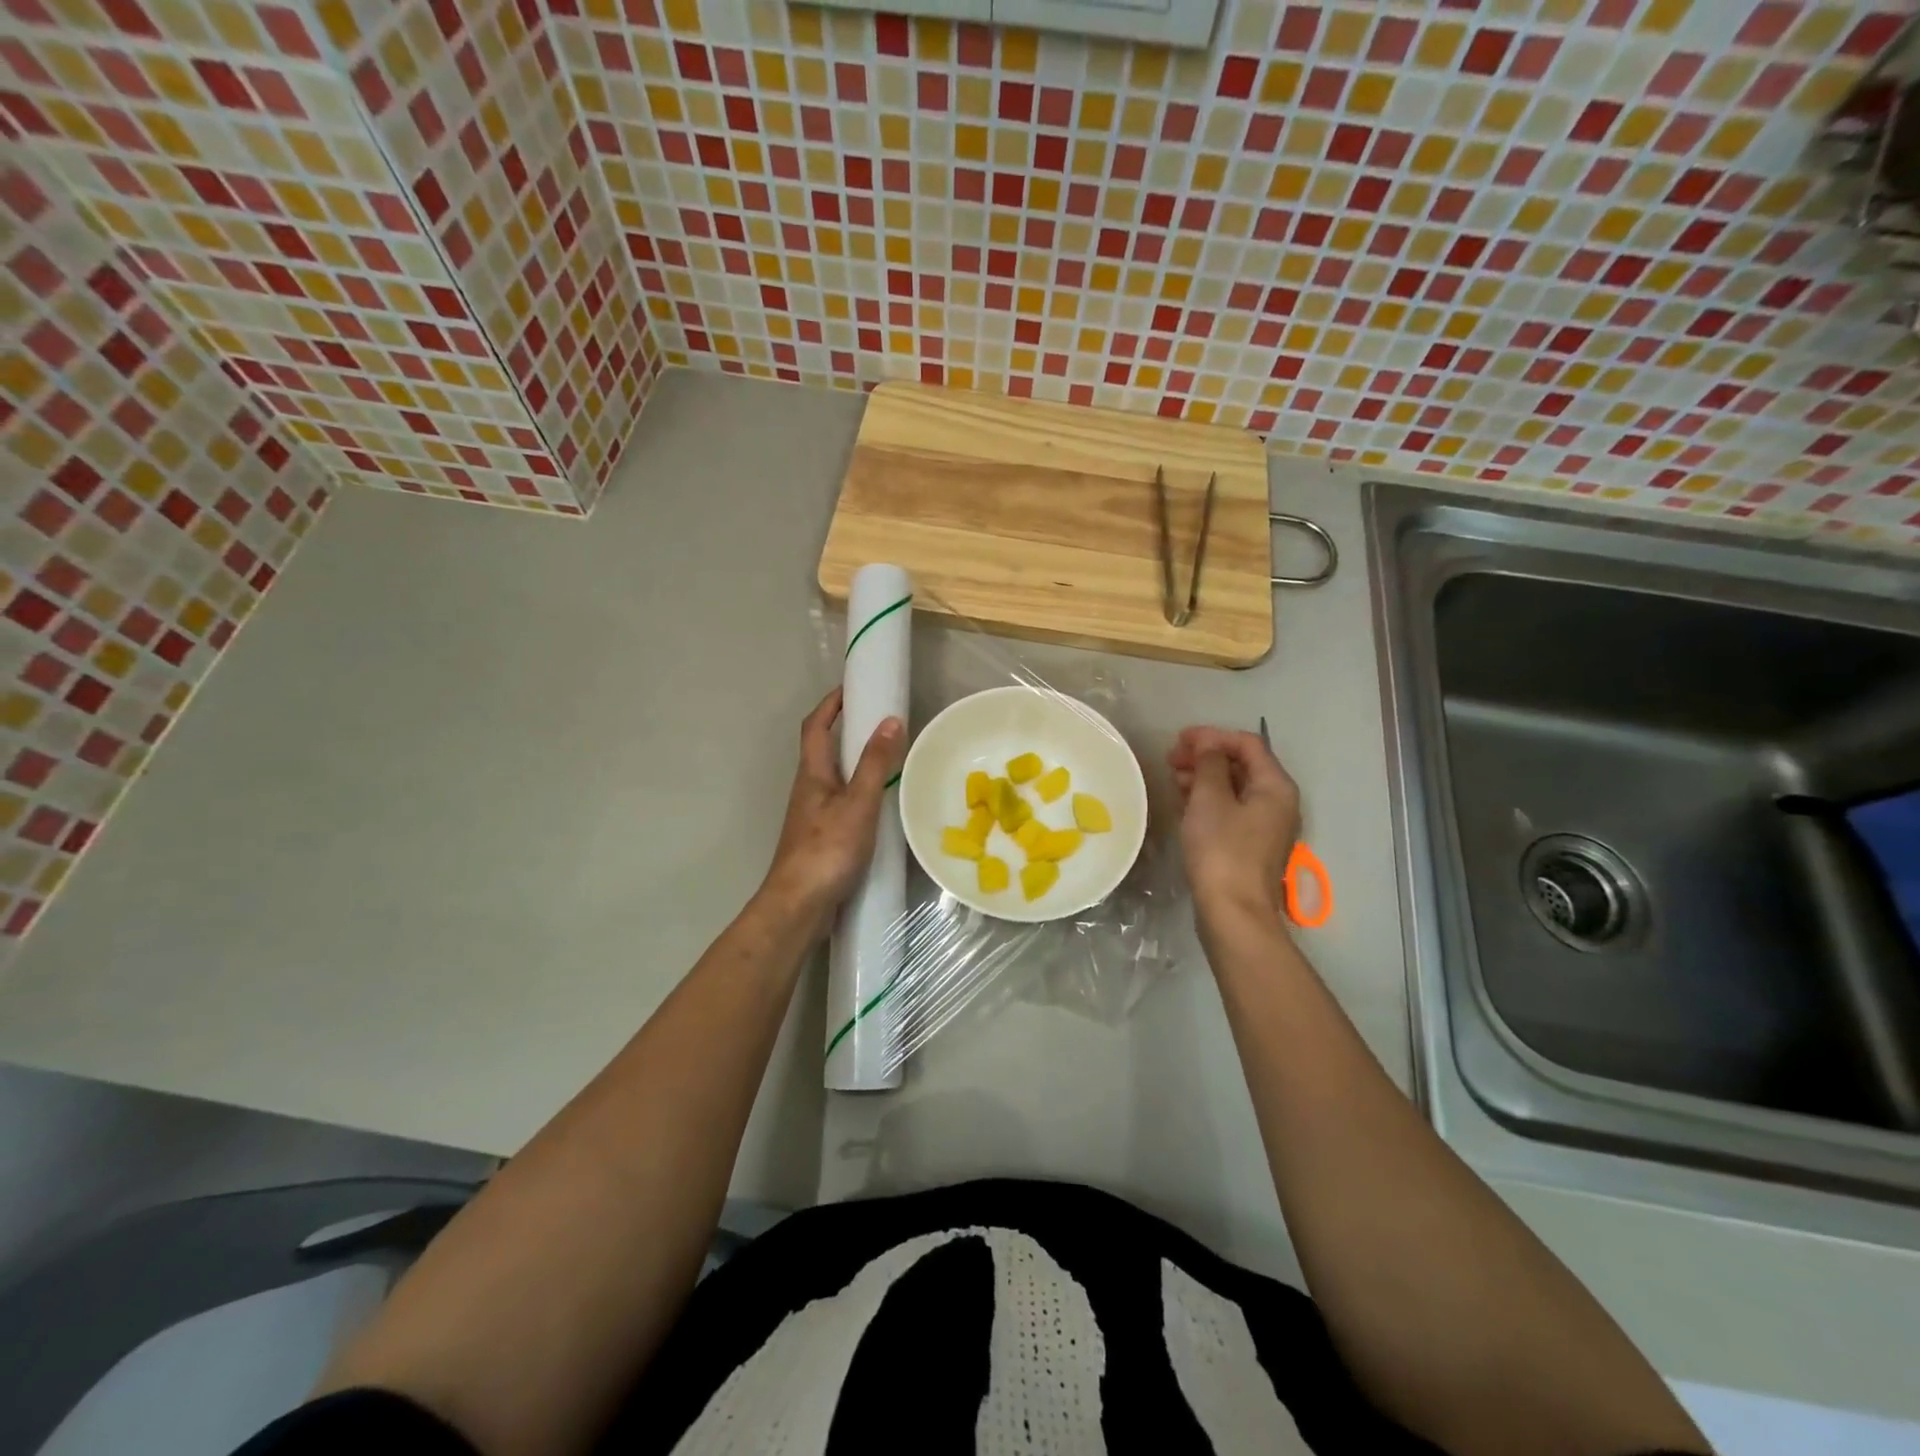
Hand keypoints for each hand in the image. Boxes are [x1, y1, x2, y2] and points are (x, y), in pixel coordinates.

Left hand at [762, 688, 904, 924]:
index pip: (816, 727)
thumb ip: (875, 764)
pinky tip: (880, 805)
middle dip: (846, 730)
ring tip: (887, 758)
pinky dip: (859, 791)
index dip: (831, 704)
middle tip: (879, 721)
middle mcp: (808, 789)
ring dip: (854, 761)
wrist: (799, 906)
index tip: (852, 688)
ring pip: (833, 777)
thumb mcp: (858, 803)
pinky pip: (841, 802)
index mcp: (812, 774)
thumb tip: (890, 720)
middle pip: (823, 750)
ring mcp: (812, 815)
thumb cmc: (827, 849)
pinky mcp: (820, 838)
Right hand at [1169, 726, 1300, 923]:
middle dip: (1206, 756)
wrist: (1233, 912)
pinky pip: (1229, 809)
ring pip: (1234, 787)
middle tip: (1171, 759)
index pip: (1247, 744)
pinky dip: (1208, 799)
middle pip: (1242, 765)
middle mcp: (1277, 802)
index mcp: (1275, 786)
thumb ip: (1209, 764)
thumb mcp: (1210, 799)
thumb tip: (1207, 742)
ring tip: (1173, 778)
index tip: (1179, 740)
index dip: (1213, 736)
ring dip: (1204, 777)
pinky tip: (1184, 801)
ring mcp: (1265, 825)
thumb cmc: (1222, 850)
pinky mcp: (1249, 844)